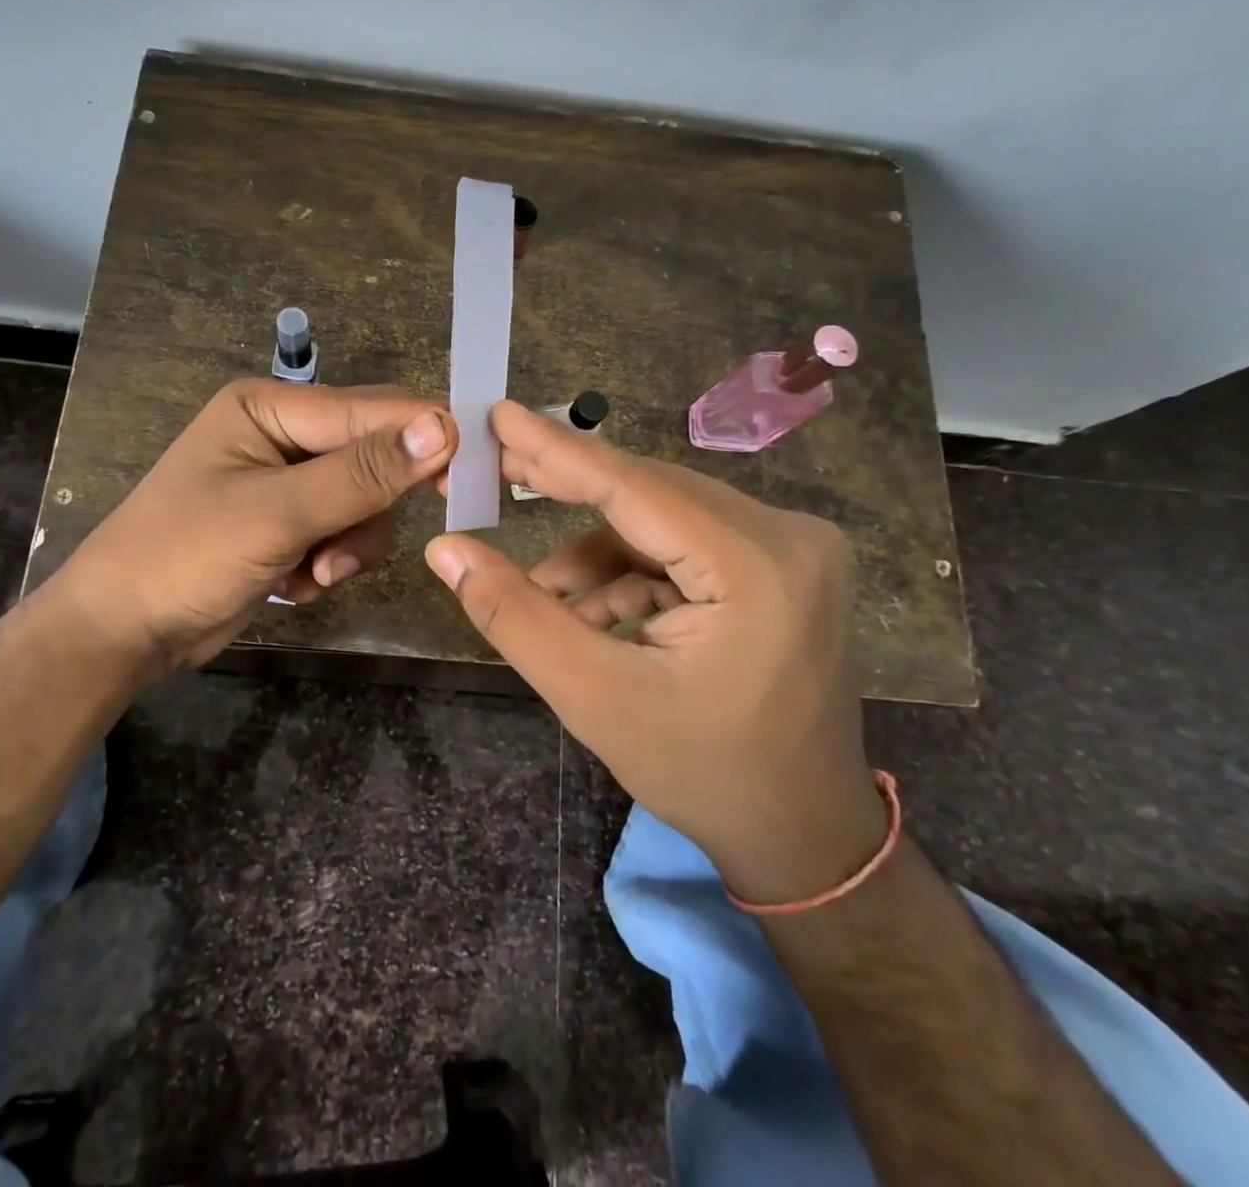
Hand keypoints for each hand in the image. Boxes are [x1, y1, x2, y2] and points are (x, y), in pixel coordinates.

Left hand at [57, 379, 456, 682]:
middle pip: (372, 460)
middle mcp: (281, 436)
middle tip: (345, 551)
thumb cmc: (186, 556)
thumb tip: (444, 425)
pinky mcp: (286, 526)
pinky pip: (341, 534)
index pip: (370, 410)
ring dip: (348, 545)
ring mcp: (284, 484)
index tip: (467, 476)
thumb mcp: (278, 513)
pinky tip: (294, 584)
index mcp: (269, 408)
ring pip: (363, 504)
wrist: (121, 632)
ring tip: (314, 573)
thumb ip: (363, 472)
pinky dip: (328, 563)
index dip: (423, 439)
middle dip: (367, 511)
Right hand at [423, 401, 884, 903]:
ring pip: (662, 520)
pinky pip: (686, 546)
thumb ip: (515, 616)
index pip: (634, 486)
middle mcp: (788, 536)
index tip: (497, 414)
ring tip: (547, 601)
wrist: (802, 835)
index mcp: (757, 566)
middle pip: (650, 495)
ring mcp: (793, 549)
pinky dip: (632, 574)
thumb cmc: (702, 774)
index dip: (556, 449)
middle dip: (568, 494)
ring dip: (597, 555)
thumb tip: (446, 549)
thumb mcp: (593, 697)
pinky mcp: (782, 566)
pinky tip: (597, 618)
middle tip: (493, 476)